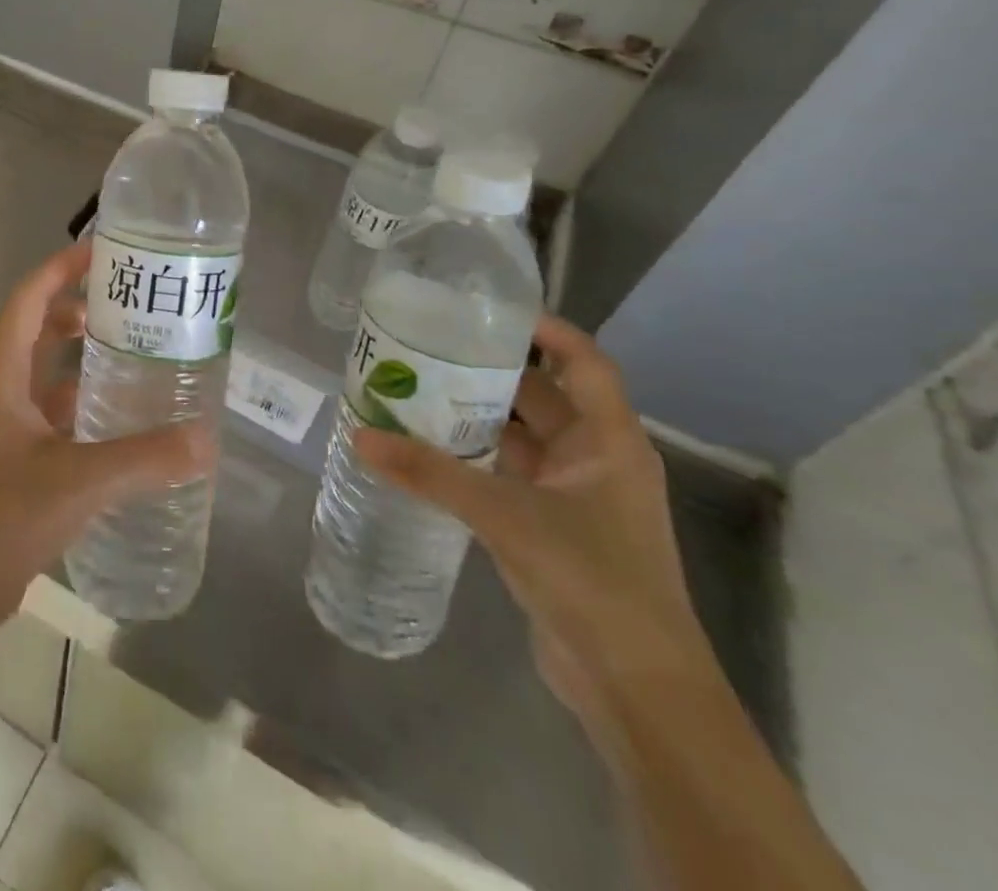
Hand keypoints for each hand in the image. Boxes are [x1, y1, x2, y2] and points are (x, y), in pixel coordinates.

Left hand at [0, 240, 213, 630]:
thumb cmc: (4, 518)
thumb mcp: (79, 481)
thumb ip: (144, 460)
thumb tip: (206, 439)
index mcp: (3, 379)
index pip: (26, 303)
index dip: (57, 270)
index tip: (98, 252)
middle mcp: (2, 393)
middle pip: (35, 330)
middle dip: (75, 308)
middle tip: (126, 304)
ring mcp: (8, 428)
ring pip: (45, 373)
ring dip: (80, 355)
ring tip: (131, 350)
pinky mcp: (20, 459)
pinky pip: (55, 412)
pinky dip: (83, 401)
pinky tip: (121, 417)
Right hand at [356, 316, 715, 734]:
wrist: (636, 688)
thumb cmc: (592, 581)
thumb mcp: (506, 516)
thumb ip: (431, 474)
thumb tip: (361, 435)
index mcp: (609, 441)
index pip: (583, 361)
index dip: (544, 329)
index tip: (485, 309)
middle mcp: (593, 458)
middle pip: (540, 394)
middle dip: (487, 370)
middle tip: (426, 346)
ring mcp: (572, 495)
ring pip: (518, 436)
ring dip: (473, 415)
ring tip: (412, 388)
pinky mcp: (549, 527)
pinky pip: (504, 473)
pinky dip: (469, 457)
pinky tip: (423, 449)